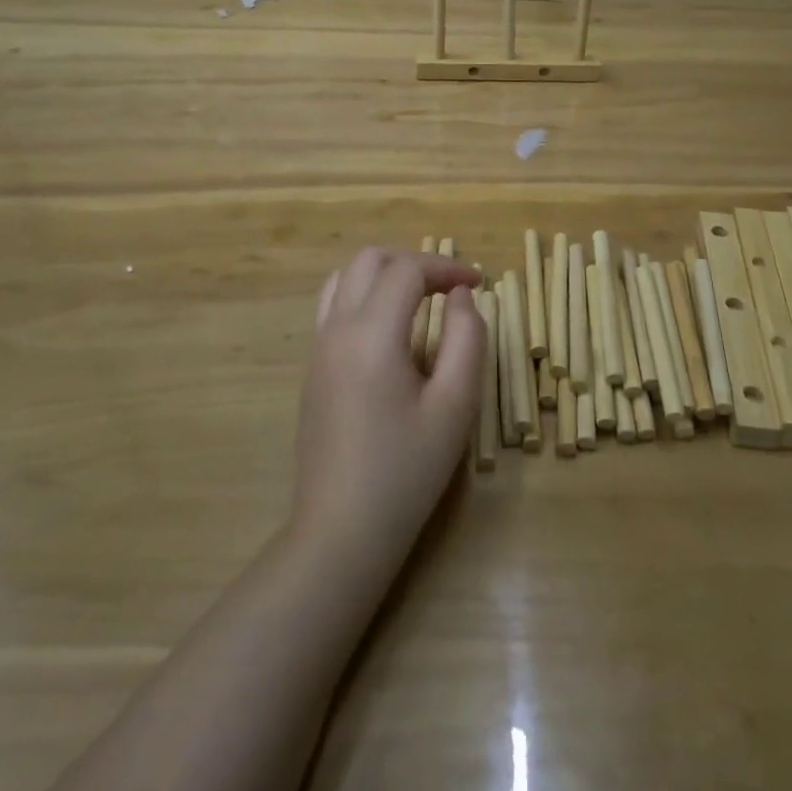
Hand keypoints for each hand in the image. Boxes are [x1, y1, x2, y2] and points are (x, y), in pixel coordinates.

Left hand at [290, 248, 485, 575]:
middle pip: (369, 259)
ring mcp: (318, 347)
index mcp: (372, 334)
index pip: (407, 270)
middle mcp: (337, 328)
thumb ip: (467, 339)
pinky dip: (363, 294)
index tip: (478, 283)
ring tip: (420, 297)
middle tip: (449, 287)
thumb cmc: (406, 472)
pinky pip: (333, 304)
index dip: (446, 266)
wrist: (341, 531)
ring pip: (344, 277)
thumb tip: (460, 296)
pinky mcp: (312, 367)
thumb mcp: (455, 406)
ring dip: (384, 273)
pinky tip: (390, 328)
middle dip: (414, 261)